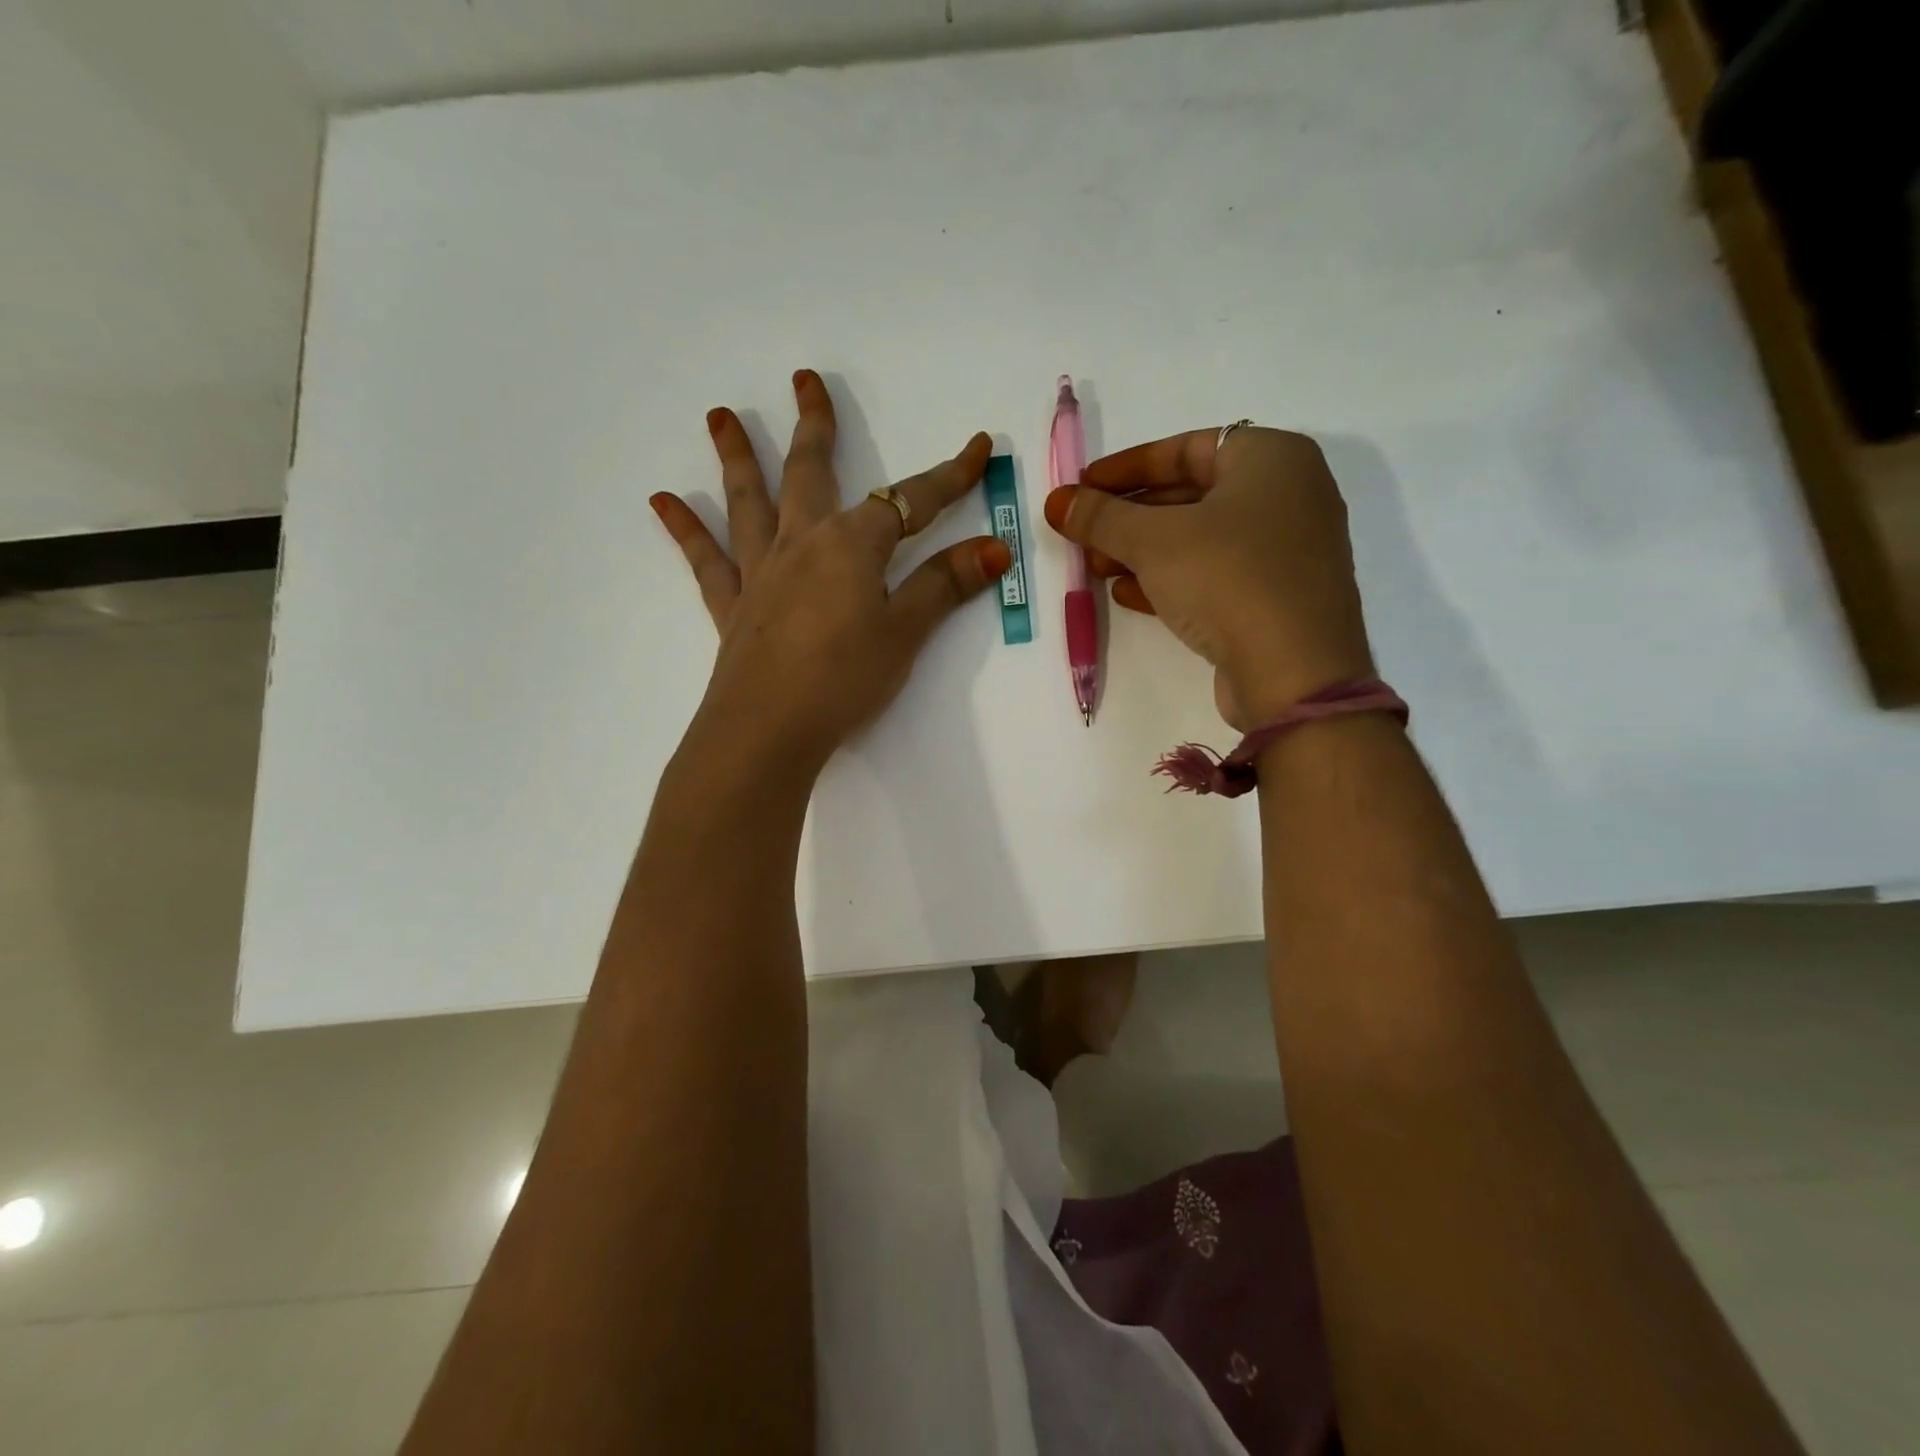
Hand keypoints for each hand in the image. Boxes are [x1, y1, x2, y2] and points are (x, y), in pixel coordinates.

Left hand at [650, 370, 1010, 775]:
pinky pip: (706, 560)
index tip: (980, 446)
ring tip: (720, 415)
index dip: (950, 476)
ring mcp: (761, 572)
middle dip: (815, 426)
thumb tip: (993, 548)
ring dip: (738, 456)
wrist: (769, 729)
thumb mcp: (904, 633)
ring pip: (749, 502)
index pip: (911, 500)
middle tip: (803, 379)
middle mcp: (801, 543)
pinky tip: (663, 501)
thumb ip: (944, 586)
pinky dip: (686, 530)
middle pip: (810, 472)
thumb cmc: (844, 679)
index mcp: (851, 546)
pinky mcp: (732, 606)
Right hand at [1043, 427, 1373, 730]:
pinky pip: (1216, 575)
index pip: (1187, 447)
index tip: (1084, 487)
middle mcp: (1289, 496)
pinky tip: (1128, 596)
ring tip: (1096, 568)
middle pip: (1192, 494)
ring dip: (1143, 552)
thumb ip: (1101, 517)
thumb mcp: (1153, 541)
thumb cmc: (1228, 579)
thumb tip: (1057, 501)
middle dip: (1130, 516)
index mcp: (1272, 459)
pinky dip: (1172, 580)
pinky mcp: (1277, 599)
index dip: (1128, 466)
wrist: (1294, 674)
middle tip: (1084, 533)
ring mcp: (1287, 552)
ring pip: (1201, 539)